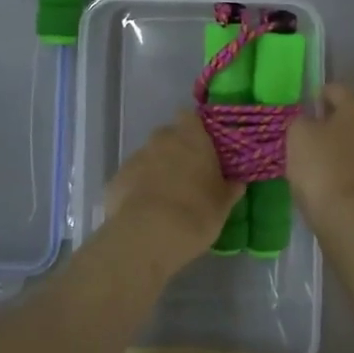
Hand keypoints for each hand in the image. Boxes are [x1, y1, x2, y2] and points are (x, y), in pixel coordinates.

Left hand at [106, 111, 243, 270]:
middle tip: (187, 176)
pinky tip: (144, 212)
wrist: (148, 236)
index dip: (194, 129)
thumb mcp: (223, 204)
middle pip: (168, 136)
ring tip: (165, 200)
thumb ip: (230, 188)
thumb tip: (236, 181)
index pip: (190, 117)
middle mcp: (161, 139)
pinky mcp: (116, 179)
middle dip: (175, 151)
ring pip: (149, 157)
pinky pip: (131, 178)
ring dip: (156, 170)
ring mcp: (136, 157)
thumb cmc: (196, 212)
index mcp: (191, 137)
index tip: (202, 147)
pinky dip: (137, 189)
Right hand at [285, 85, 353, 232]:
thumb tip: (309, 122)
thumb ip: (301, 121)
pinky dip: (347, 174)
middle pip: (351, 118)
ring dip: (340, 151)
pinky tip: (330, 185)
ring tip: (316, 165)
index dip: (317, 97)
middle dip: (331, 125)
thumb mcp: (298, 135)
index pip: (335, 90)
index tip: (303, 109)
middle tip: (307, 138)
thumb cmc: (324, 167)